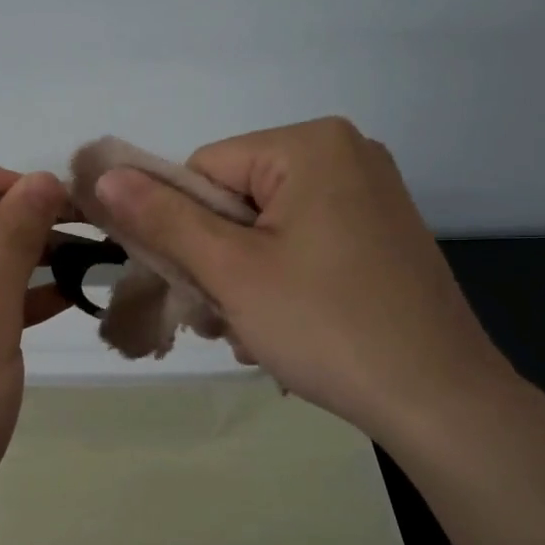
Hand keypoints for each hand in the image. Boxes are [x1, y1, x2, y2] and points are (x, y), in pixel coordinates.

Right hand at [91, 117, 515, 437]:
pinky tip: (289, 326)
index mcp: (311, 144)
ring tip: (255, 331)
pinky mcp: (381, 234)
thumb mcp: (232, 270)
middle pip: (236, 199)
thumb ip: (164, 218)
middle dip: (217, 261)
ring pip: (266, 228)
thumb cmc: (326, 325)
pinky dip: (282, 281)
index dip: (185, 229)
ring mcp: (371, 195)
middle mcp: (347, 153)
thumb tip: (104, 174)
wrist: (439, 399)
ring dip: (244, 279)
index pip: (204, 170)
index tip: (197, 285)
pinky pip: (304, 244)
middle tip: (223, 318)